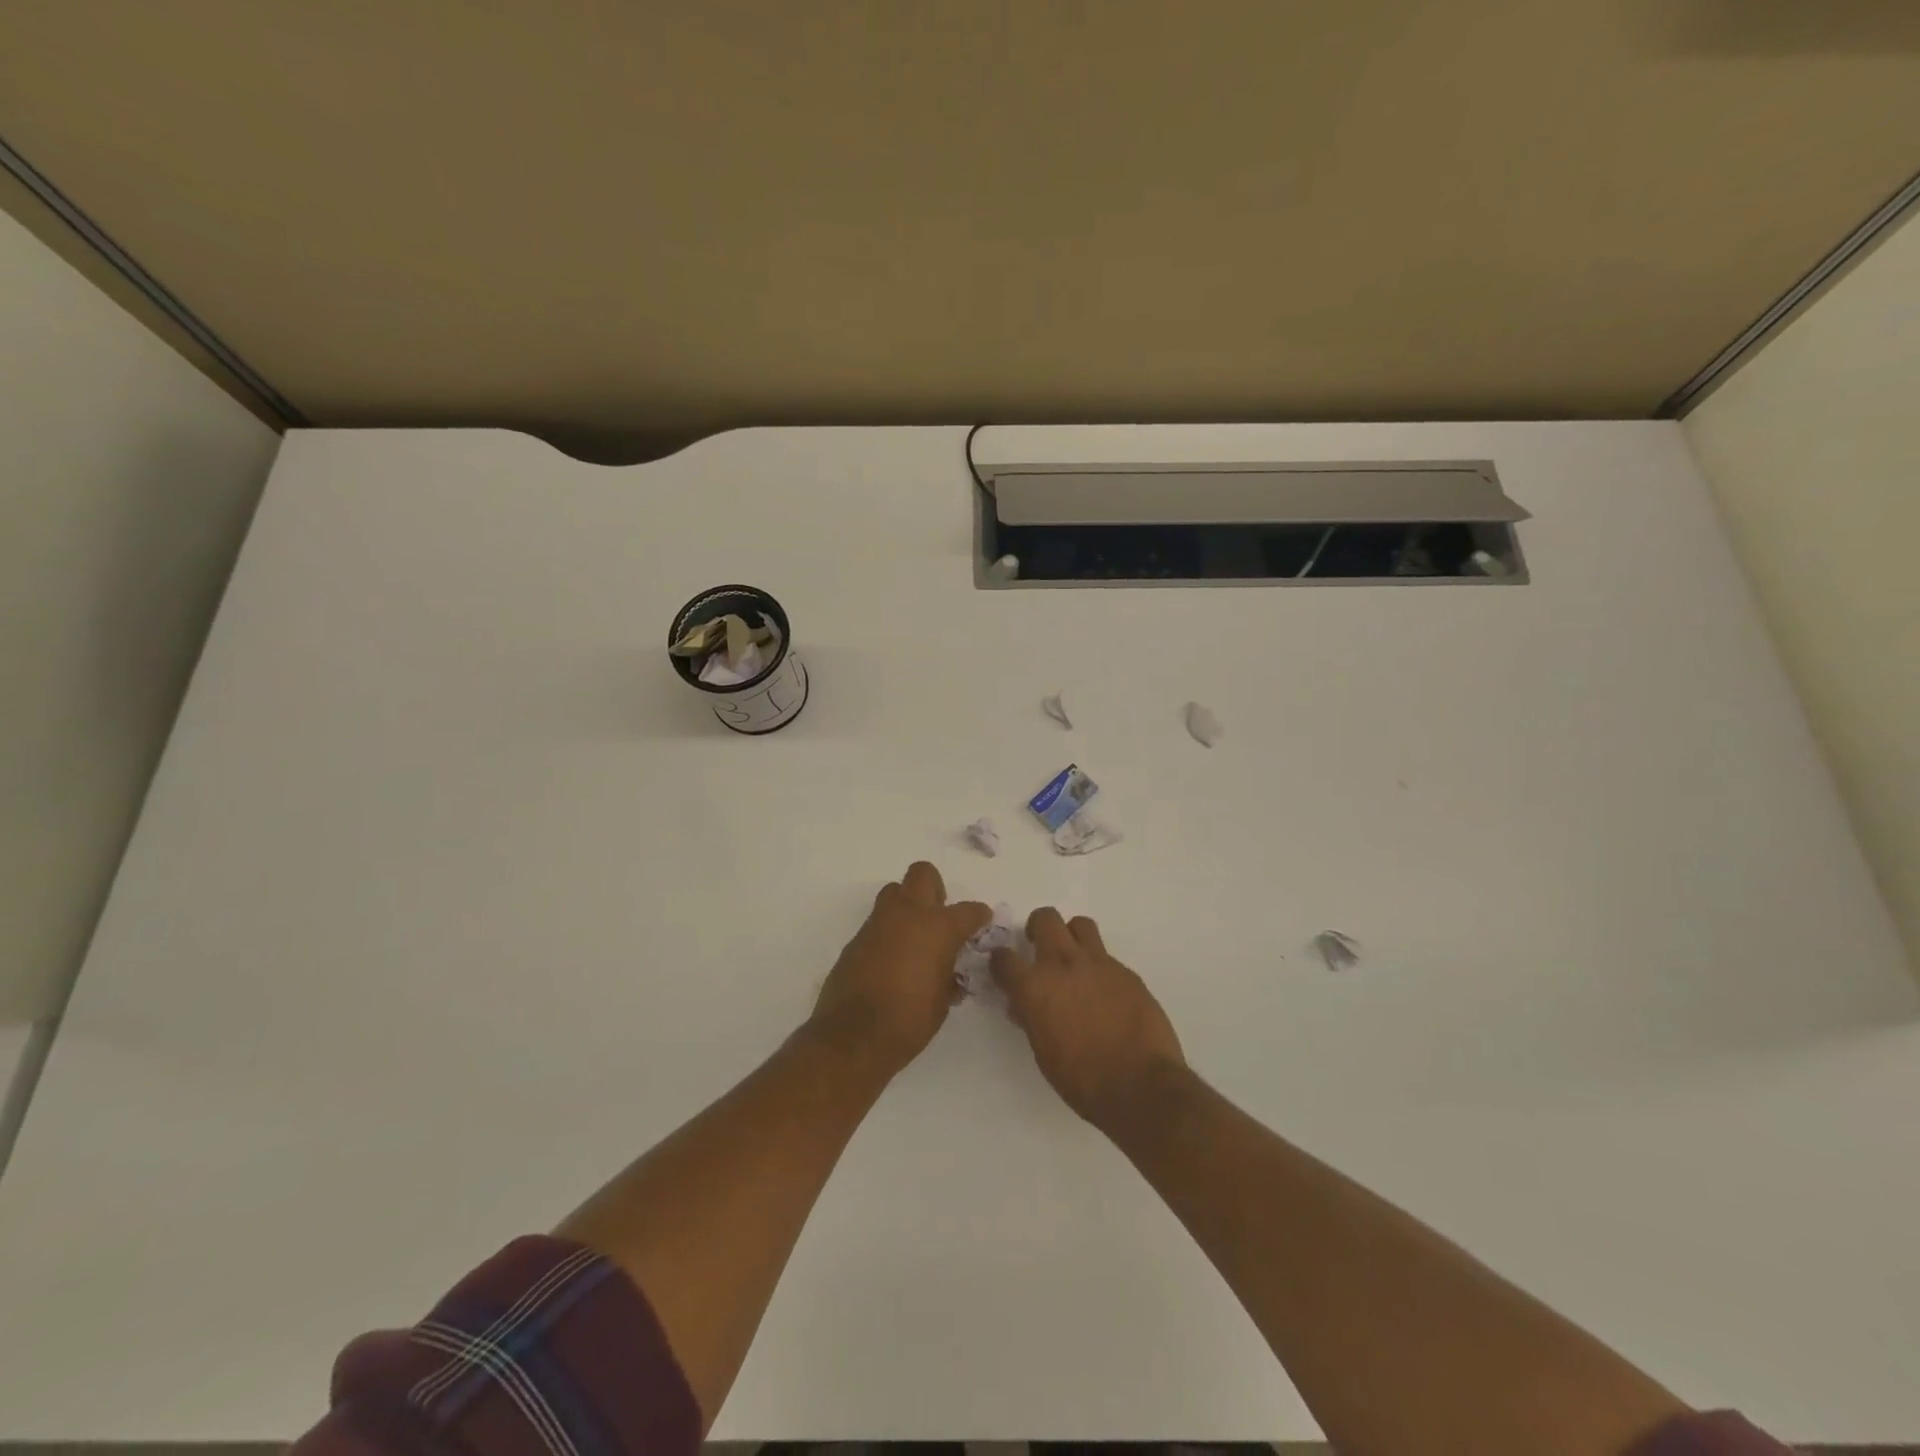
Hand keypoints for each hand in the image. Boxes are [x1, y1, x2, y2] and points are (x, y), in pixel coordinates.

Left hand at [810, 862, 990, 1076]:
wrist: (853, 1036)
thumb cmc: (909, 1021)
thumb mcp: (943, 1000)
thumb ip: (949, 975)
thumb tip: (949, 970)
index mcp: (938, 928)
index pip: (969, 910)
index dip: (979, 916)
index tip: (982, 924)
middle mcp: (908, 915)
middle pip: (923, 874)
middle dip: (936, 890)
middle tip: (940, 918)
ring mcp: (878, 923)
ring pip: (895, 892)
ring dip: (907, 906)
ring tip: (914, 937)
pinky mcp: (856, 939)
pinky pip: (877, 923)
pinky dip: (888, 933)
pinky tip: (891, 961)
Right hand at [991, 908, 1186, 1127]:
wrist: (1141, 1086)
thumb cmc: (1083, 1080)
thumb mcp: (1043, 1053)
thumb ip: (1031, 1019)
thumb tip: (1023, 1006)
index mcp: (1035, 987)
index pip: (1004, 958)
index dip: (1000, 961)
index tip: (1003, 967)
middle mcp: (1064, 964)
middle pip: (1045, 919)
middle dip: (1037, 928)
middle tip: (1039, 949)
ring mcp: (1099, 964)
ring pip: (1079, 925)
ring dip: (1071, 936)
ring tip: (1073, 961)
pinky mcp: (1126, 972)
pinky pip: (1106, 956)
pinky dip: (1098, 967)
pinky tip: (1103, 993)